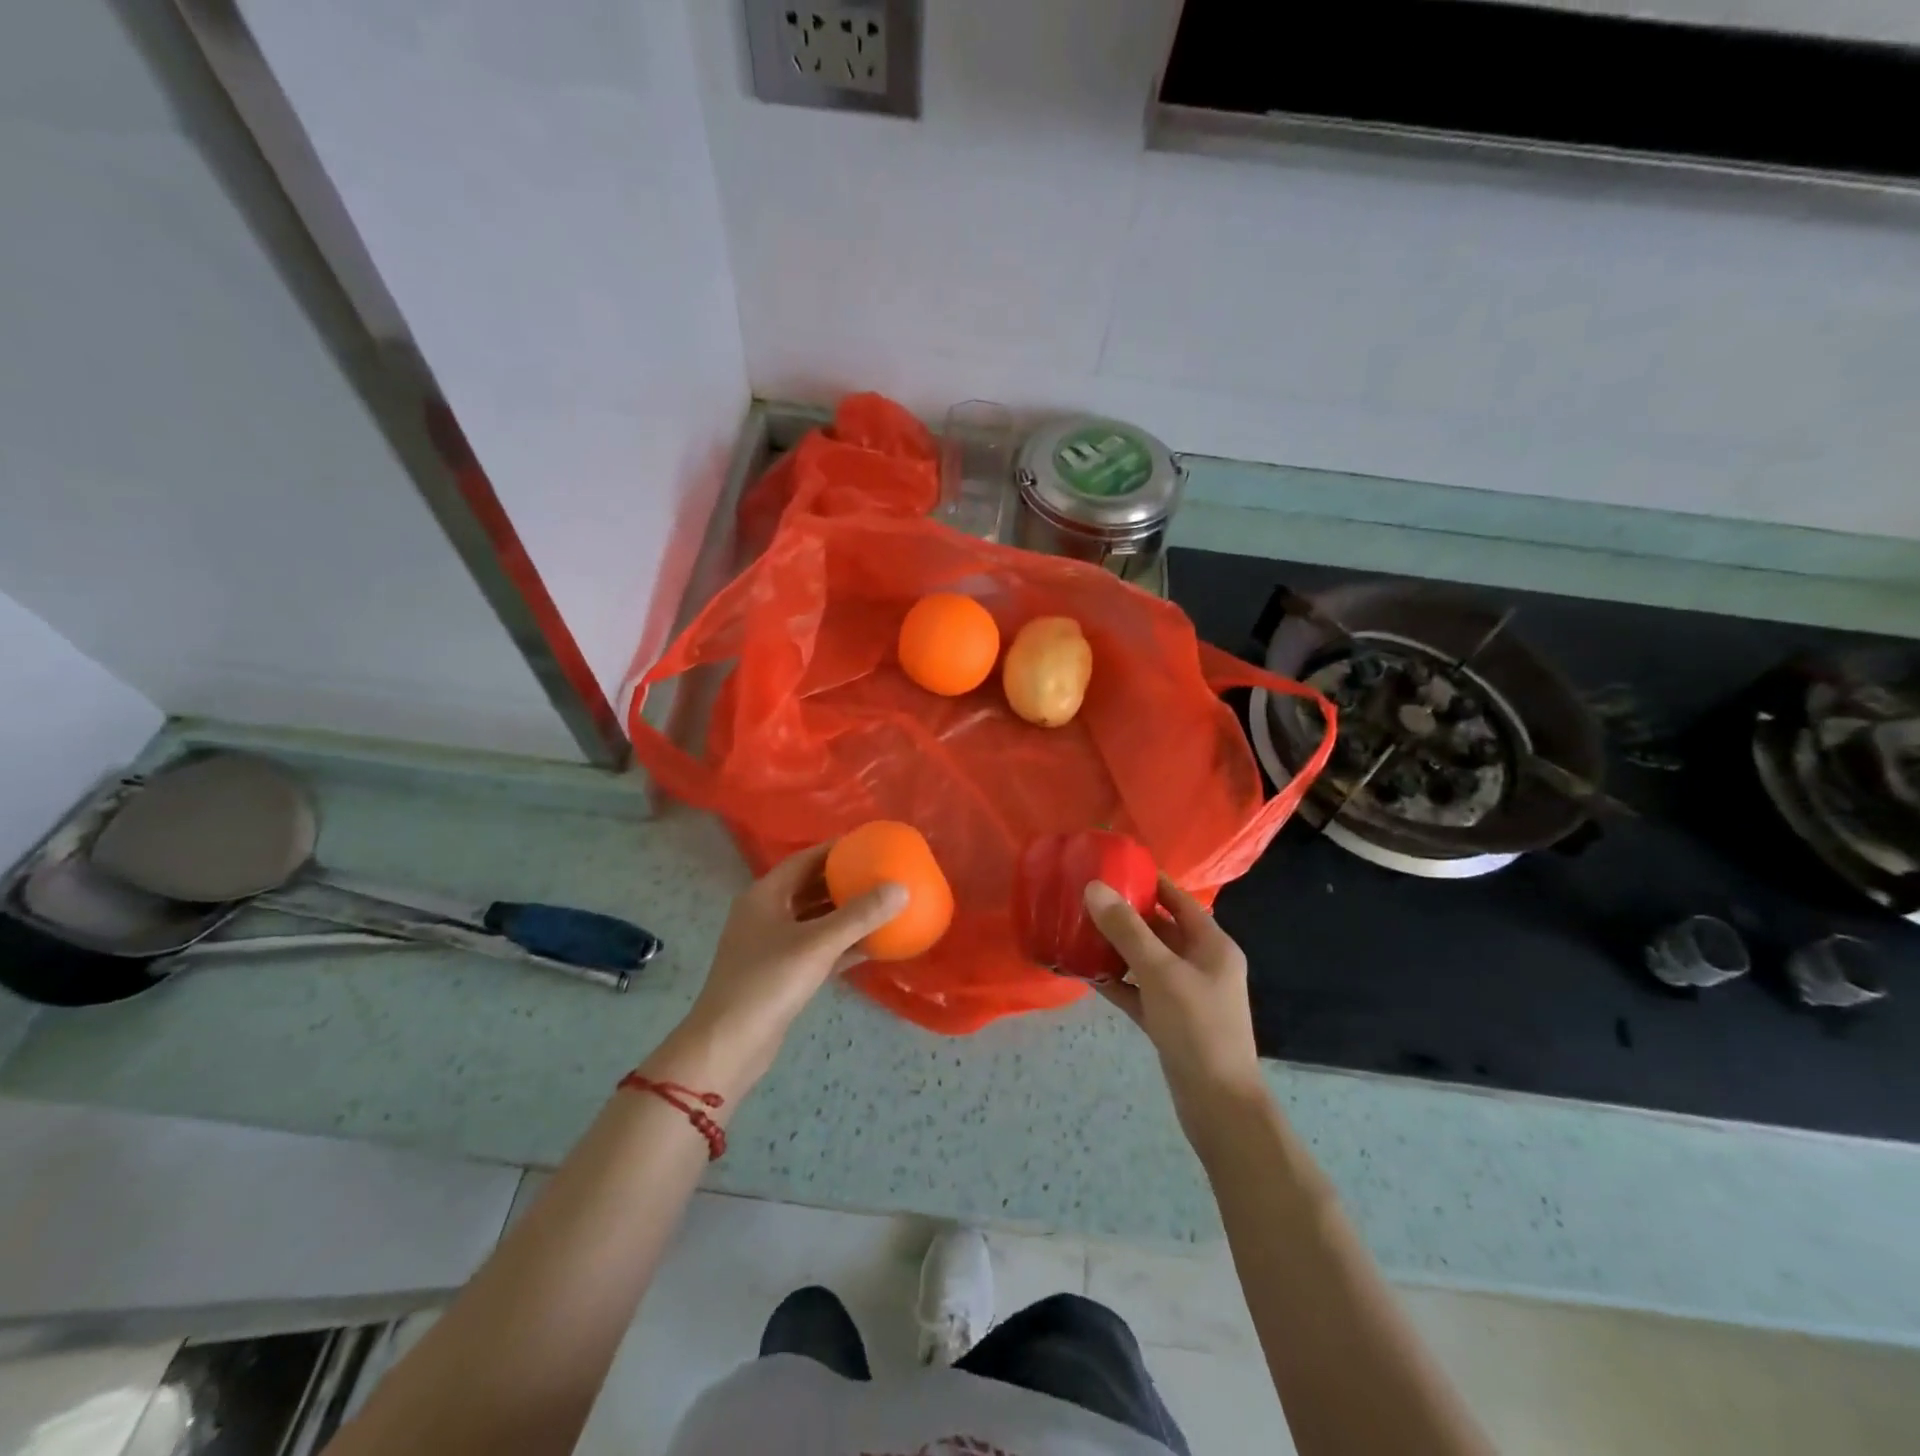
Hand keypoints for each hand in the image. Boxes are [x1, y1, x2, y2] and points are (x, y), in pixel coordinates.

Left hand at [660, 844, 905, 1093]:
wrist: (728, 1046)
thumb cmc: (767, 983)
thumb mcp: (817, 945)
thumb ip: (860, 916)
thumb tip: (901, 888)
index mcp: (765, 896)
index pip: (805, 859)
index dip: (836, 849)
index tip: (870, 844)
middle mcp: (766, 914)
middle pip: (810, 887)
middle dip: (844, 880)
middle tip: (882, 872)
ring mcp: (772, 945)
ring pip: (815, 919)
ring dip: (845, 913)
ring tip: (883, 904)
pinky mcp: (781, 973)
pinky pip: (817, 948)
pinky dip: (842, 944)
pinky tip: (873, 945)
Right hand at [1084, 876, 1267, 1135]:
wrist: (1218, 1105)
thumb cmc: (1197, 1027)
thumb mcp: (1160, 972)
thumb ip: (1127, 929)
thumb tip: (1094, 887)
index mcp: (1212, 945)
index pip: (1179, 900)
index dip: (1150, 882)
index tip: (1114, 867)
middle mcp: (1201, 965)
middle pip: (1160, 929)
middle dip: (1126, 915)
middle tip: (1086, 899)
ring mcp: (1185, 995)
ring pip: (1146, 961)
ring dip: (1117, 949)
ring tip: (1078, 931)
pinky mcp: (1169, 1021)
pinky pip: (1139, 991)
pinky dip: (1117, 982)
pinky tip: (1086, 974)